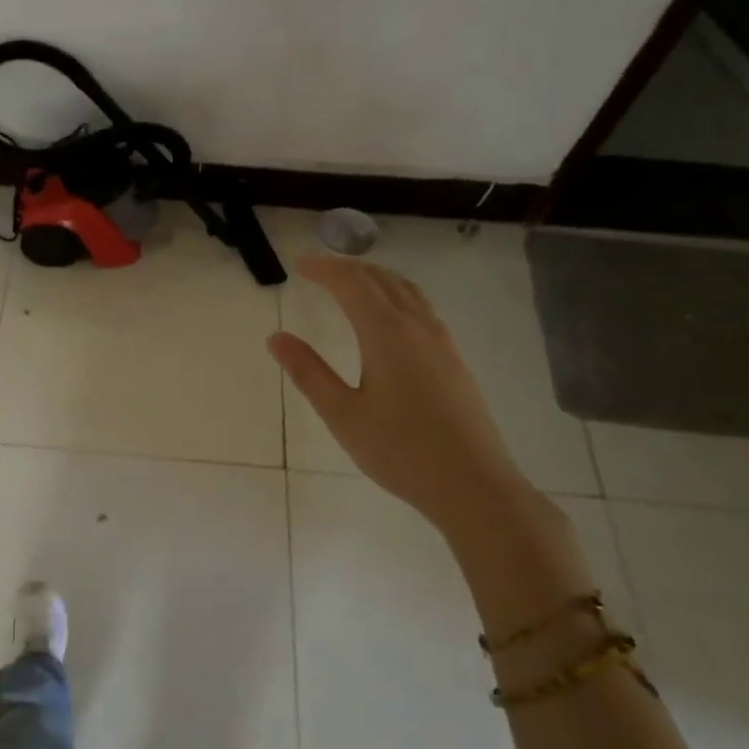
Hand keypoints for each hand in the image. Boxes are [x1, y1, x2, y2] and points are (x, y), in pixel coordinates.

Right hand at [268, 253, 533, 535]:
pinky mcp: (453, 361)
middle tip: (318, 270)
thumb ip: (308, 372)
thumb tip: (276, 337)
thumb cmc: (399, 450)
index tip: (299, 263)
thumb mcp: (342, 414)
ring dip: (376, 279)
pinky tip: (389, 319)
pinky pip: (422, 309)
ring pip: (407, 292)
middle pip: (382, 280)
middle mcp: (418, 327)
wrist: (472, 484)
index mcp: (387, 333)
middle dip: (348, 268)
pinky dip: (396, 296)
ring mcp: (442, 343)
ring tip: (351, 284)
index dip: (324, 268)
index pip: (352, 284)